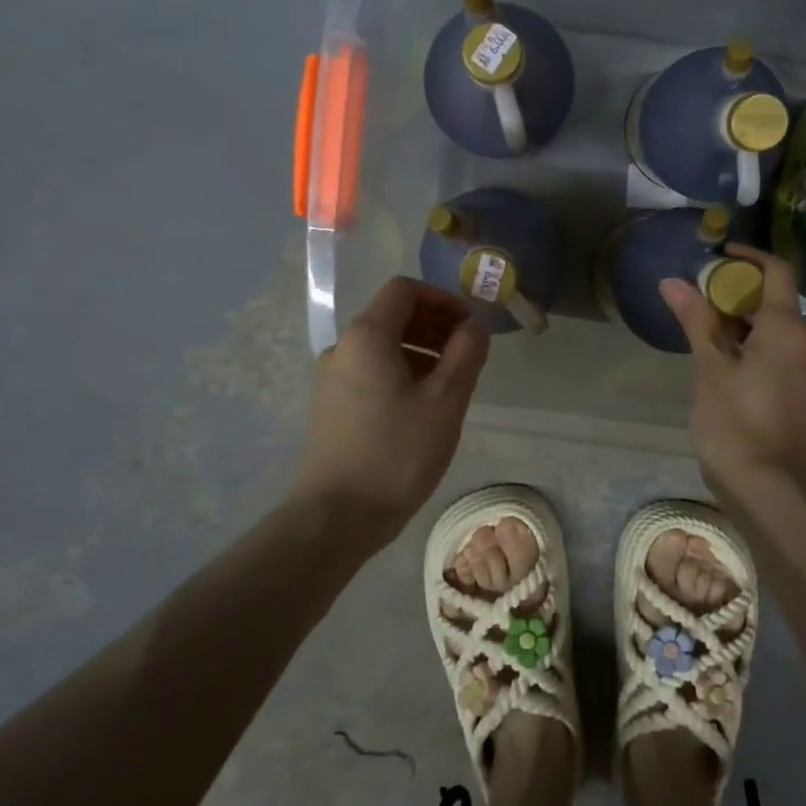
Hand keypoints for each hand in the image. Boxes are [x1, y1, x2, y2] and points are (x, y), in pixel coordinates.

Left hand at [290, 277, 489, 535]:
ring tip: (451, 385)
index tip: (470, 327)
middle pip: (393, 316)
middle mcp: (343, 348)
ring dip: (422, 352)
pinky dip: (403, 374)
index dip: (442, 299)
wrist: (336, 516)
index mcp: (366, 336)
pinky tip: (423, 408)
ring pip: (383, 347)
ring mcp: (332, 379)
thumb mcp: (445, 400)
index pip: (404, 290)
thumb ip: (466, 353)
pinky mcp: (332, 406)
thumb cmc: (396, 453)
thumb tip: (473, 326)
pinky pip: (372, 372)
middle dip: (435, 326)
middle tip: (467, 355)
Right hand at [660, 245, 805, 499]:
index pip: (777, 271)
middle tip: (703, 300)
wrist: (769, 487)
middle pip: (778, 300)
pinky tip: (731, 362)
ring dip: (749, 321)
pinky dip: (761, 344)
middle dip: (741, 293)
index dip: (749, 257)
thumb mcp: (710, 368)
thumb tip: (674, 282)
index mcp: (789, 328)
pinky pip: (787, 352)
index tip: (719, 256)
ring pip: (782, 328)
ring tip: (710, 332)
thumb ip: (697, 320)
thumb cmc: (735, 422)